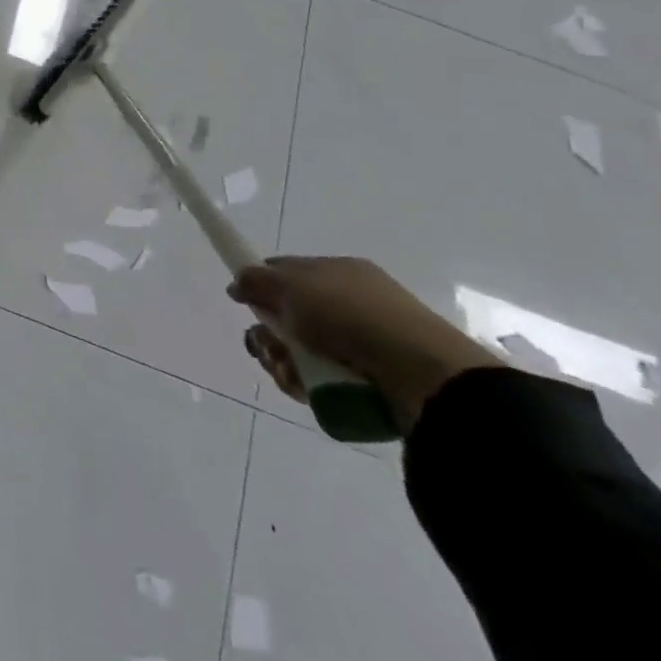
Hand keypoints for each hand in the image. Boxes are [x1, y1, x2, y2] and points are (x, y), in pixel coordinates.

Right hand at [228, 256, 503, 434]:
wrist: (424, 375)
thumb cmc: (351, 316)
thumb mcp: (291, 285)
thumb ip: (256, 280)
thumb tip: (237, 284)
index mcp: (338, 272)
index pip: (286, 271)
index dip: (261, 286)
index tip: (245, 304)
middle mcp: (352, 303)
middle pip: (289, 315)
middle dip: (270, 334)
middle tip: (270, 348)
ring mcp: (365, 343)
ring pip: (303, 350)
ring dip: (285, 361)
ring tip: (290, 374)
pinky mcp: (373, 380)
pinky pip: (324, 378)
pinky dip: (308, 383)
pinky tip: (308, 389)